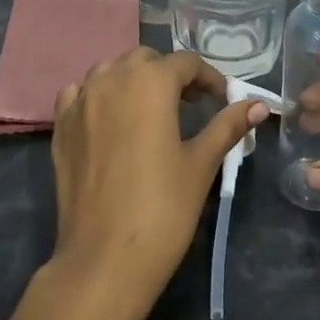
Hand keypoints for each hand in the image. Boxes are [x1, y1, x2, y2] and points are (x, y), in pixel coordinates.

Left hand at [47, 48, 268, 319]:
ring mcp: (79, 102)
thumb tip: (259, 105)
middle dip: (170, 75)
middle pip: (145, 60)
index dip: (209, 78)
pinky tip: (109, 120)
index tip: (222, 101)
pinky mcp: (60, 127)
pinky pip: (78, 93)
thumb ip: (227, 126)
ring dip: (133, 80)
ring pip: (109, 71)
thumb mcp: (201, 164)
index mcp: (150, 83)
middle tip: (190, 106)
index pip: (185, 63)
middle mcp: (111, 80)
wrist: (104, 258)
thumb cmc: (163, 209)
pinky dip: (97, 95)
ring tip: (151, 110)